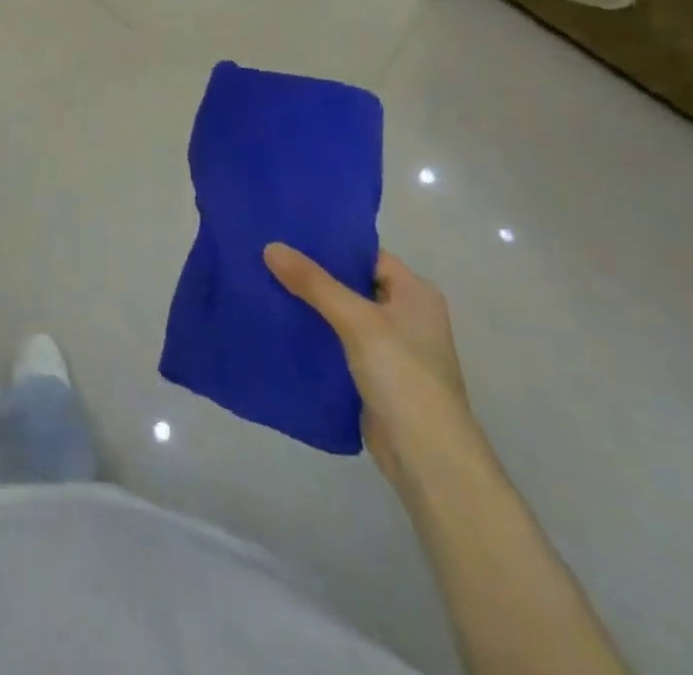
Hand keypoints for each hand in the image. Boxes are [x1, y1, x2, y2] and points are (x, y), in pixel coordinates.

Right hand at [264, 244, 481, 490]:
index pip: (365, 255)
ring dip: (309, 305)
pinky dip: (313, 335)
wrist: (428, 460)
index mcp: (415, 293)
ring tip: (264, 283)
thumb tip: (271, 246)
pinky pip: (337, 343)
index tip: (286, 233)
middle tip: (267, 256)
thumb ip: (314, 282)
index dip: (328, 244)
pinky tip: (279, 325)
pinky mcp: (373, 376)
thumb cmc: (404, 376)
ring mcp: (390, 348)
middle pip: (351, 283)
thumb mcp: (357, 320)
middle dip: (312, 274)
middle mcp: (405, 315)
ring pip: (341, 315)